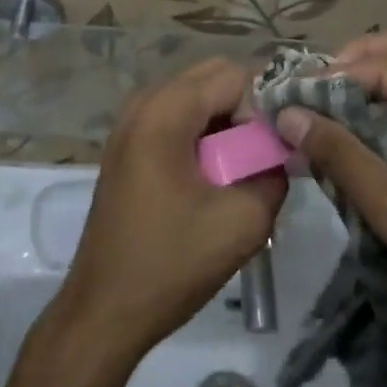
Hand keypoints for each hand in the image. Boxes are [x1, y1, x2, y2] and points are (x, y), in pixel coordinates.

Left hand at [58, 59, 285, 358]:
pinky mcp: (128, 145)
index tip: (282, 142)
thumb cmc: (170, 264)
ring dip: (225, 119)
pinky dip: (203, 131)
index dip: (267, 102)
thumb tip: (280, 152)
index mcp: (165, 112)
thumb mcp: (242, 223)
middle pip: (211, 76)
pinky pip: (176, 116)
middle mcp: (143, 102)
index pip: (235, 75)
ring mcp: (130, 122)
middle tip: (267, 151)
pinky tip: (216, 173)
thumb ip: (273, 174)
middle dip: (247, 105)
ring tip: (245, 164)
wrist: (104, 311)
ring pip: (194, 95)